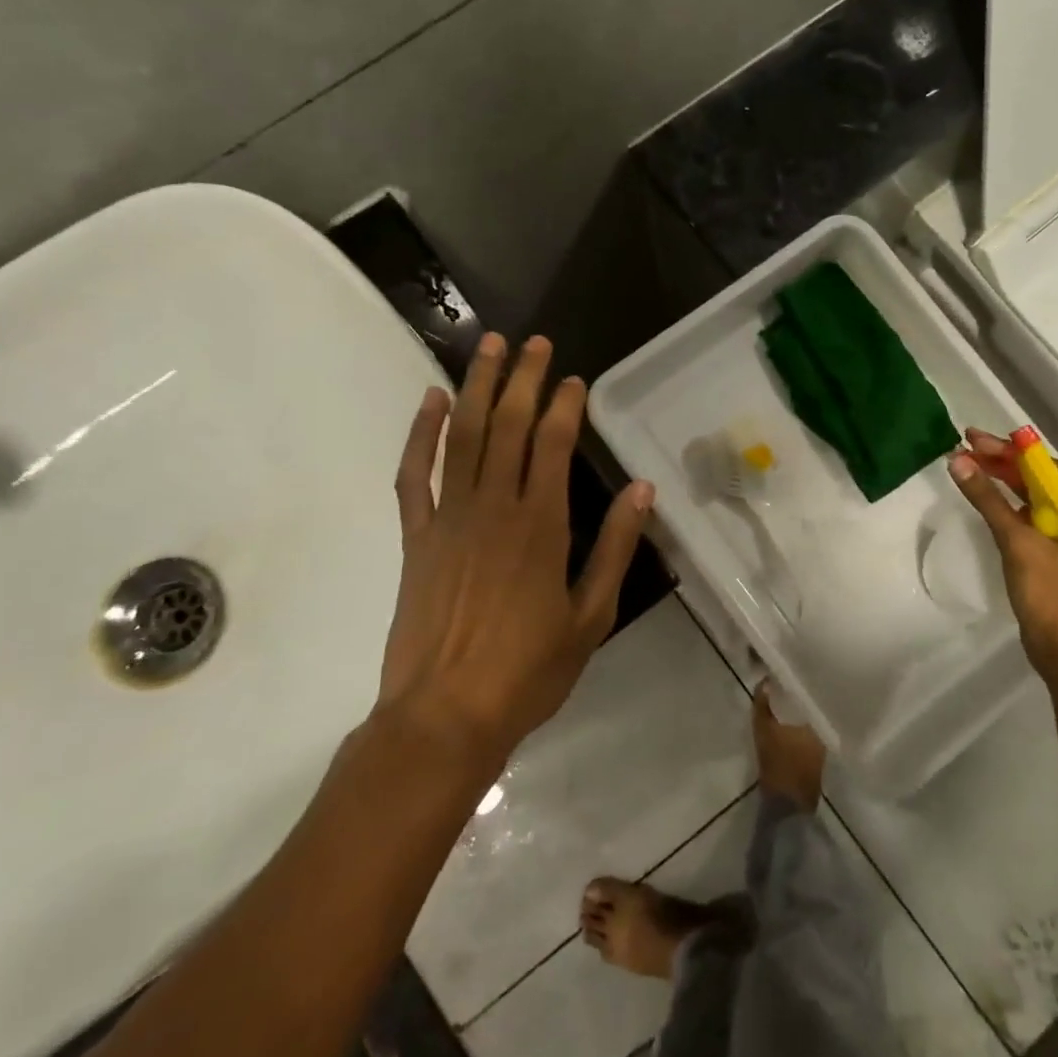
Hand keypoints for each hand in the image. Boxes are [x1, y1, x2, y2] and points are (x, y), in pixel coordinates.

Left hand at [377, 333, 653, 764]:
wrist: (444, 716)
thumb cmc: (528, 671)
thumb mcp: (591, 615)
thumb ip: (615, 547)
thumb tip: (643, 489)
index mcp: (541, 524)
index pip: (552, 444)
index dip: (564, 405)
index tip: (574, 379)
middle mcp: (493, 506)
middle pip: (507, 425)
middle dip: (521, 378)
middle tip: (532, 341)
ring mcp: (448, 517)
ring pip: (462, 436)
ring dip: (476, 387)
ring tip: (486, 347)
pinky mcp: (416, 536)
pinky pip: (414, 473)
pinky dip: (421, 433)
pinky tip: (431, 401)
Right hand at [947, 427, 1057, 681]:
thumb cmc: (1050, 595)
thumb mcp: (1018, 543)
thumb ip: (988, 500)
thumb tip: (959, 461)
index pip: (1046, 467)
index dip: (1010, 449)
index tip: (973, 437)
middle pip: (1040, 480)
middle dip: (1003, 462)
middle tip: (965, 446)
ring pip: (1033, 498)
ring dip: (1002, 481)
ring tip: (968, 465)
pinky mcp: (1054, 555)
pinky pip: (1029, 518)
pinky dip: (1006, 504)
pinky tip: (985, 498)